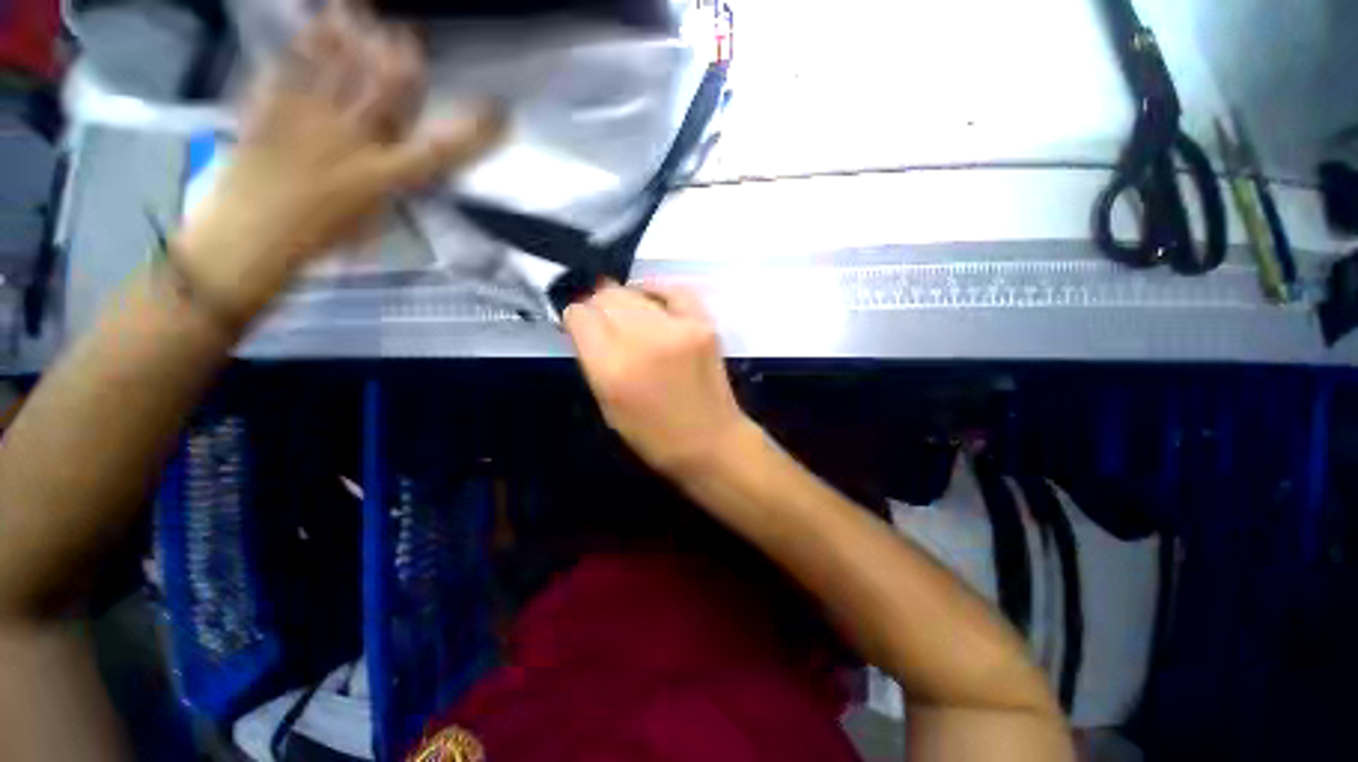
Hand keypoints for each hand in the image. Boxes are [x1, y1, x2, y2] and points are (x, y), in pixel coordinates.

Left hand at [176, 1, 503, 321]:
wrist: (249, 239)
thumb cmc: (319, 240)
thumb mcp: (371, 218)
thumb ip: (390, 181)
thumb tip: (404, 154)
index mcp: (383, 178)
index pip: (441, 151)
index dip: (474, 132)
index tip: (499, 113)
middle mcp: (352, 141)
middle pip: (387, 90)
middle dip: (403, 56)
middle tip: (410, 32)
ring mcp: (308, 118)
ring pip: (339, 67)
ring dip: (354, 33)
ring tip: (360, 6)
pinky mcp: (270, 108)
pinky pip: (289, 67)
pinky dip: (304, 42)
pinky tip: (314, 20)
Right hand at [563, 283, 755, 478]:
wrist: (710, 441)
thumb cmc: (654, 435)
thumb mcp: (608, 404)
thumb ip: (594, 361)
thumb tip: (588, 325)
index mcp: (612, 367)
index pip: (581, 316)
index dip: (577, 319)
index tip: (582, 327)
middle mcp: (642, 340)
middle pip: (606, 297)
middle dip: (598, 307)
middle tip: (604, 322)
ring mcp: (677, 328)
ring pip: (634, 292)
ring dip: (624, 302)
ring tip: (628, 317)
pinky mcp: (704, 324)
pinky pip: (674, 290)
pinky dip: (657, 293)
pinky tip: (651, 303)